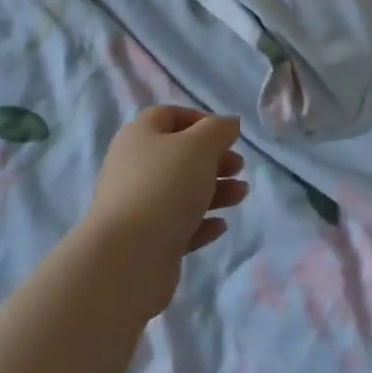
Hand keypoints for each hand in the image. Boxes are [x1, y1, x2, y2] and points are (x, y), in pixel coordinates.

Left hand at [86, 107, 247, 317]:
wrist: (129, 256)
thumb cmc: (165, 186)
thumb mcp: (200, 147)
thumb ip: (218, 130)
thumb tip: (228, 123)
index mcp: (139, 136)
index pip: (167, 116)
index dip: (198, 120)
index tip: (225, 134)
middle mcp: (133, 167)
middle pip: (178, 155)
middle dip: (213, 159)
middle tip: (239, 167)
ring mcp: (138, 205)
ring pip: (181, 191)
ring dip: (214, 190)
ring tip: (241, 195)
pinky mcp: (146, 241)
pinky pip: (178, 225)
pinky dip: (201, 222)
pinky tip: (221, 226)